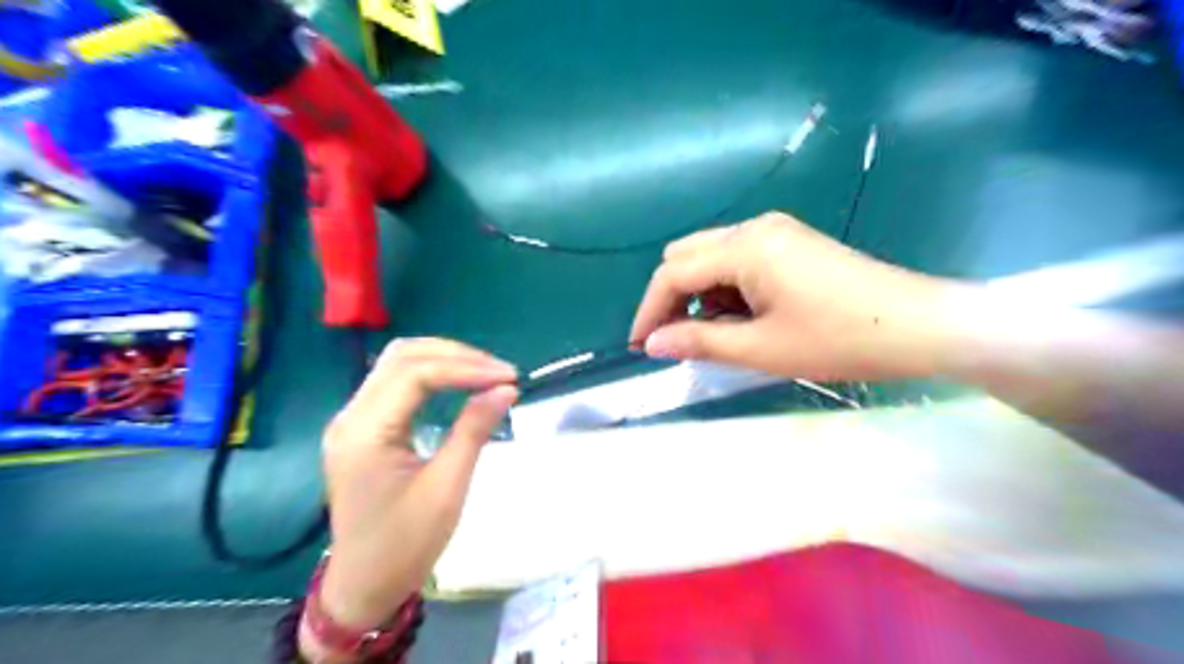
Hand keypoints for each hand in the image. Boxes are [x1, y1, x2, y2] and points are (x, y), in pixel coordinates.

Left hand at [308, 339, 518, 650]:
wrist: (364, 585)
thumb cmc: (405, 544)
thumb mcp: (447, 488)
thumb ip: (474, 431)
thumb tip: (505, 390)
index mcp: (364, 433)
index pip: (416, 374)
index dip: (466, 368)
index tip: (509, 378)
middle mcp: (350, 416)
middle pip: (402, 356)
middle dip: (456, 355)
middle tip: (500, 372)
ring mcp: (351, 420)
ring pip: (397, 363)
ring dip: (443, 359)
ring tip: (485, 372)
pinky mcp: (361, 428)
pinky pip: (395, 382)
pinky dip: (431, 374)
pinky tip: (458, 383)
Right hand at [629, 209, 959, 381]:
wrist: (919, 326)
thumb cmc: (838, 339)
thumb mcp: (761, 348)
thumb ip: (699, 341)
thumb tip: (652, 343)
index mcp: (744, 246)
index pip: (674, 272)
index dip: (649, 310)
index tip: (638, 346)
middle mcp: (754, 227)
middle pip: (687, 255)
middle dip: (671, 298)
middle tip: (677, 341)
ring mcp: (775, 231)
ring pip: (711, 256)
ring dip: (700, 293)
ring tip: (717, 335)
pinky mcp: (791, 242)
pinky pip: (738, 259)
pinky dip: (726, 288)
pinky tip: (743, 316)